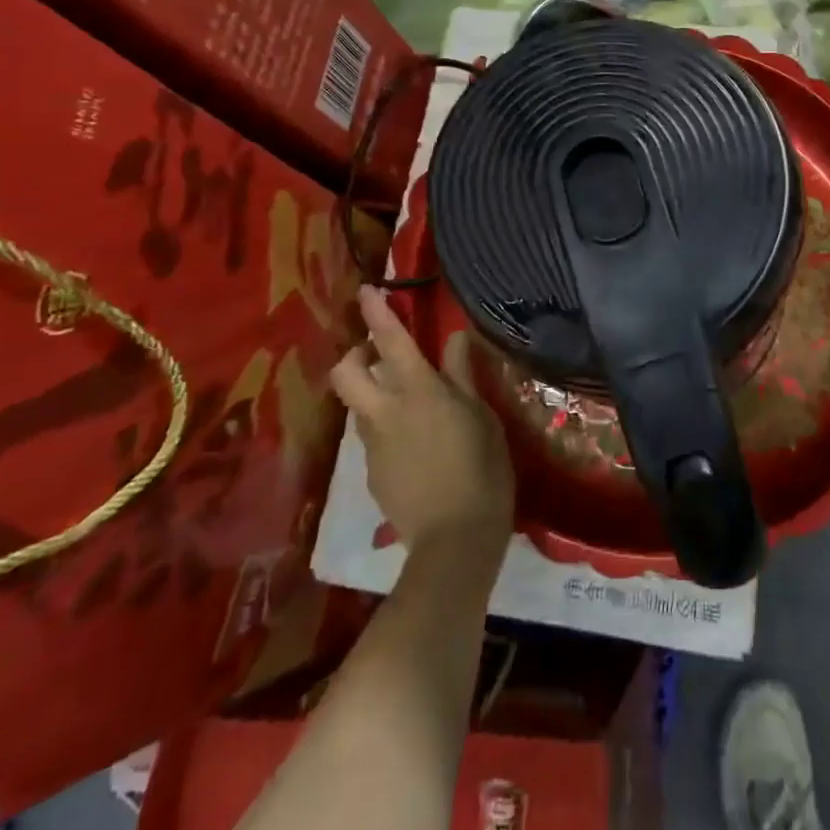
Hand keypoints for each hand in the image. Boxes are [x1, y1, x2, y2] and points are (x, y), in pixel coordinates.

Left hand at [330, 287, 514, 553]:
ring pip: (359, 406)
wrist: (455, 540)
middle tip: (379, 358)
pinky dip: (385, 429)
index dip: (377, 312)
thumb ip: (463, 375)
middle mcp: (386, 412)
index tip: (366, 290)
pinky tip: (416, 449)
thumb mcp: (483, 416)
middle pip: (346, 373)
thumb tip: (456, 337)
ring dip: (372, 395)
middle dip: (356, 356)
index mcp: (419, 392)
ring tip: (408, 407)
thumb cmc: (482, 468)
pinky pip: (372, 438)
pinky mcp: (371, 474)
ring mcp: (373, 446)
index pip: (391, 341)